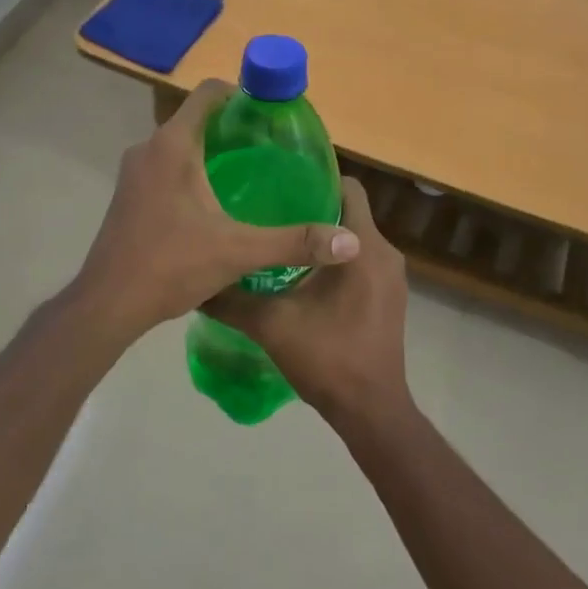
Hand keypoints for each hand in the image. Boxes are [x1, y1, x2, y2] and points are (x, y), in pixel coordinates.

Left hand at [71, 80, 359, 340]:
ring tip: (248, 175)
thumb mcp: (239, 252)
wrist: (108, 304)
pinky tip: (213, 203)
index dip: (240, 93)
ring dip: (210, 151)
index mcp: (173, 145)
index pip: (207, 93)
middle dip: (231, 127)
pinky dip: (189, 171)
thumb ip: (294, 242)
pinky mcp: (128, 196)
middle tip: (269, 149)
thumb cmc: (171, 265)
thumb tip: (351, 242)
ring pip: (178, 146)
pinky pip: (164, 167)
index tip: (269, 113)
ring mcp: (133, 173)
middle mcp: (149, 149)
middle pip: (195, 119)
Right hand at [202, 176, 410, 424]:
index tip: (282, 180)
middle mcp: (385, 253)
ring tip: (280, 238)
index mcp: (363, 247)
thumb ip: (232, 300)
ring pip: (354, 238)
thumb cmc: (328, 358)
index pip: (349, 188)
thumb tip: (196, 282)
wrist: (371, 411)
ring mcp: (391, 277)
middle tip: (270, 207)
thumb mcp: (271, 325)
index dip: (318, 178)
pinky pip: (361, 261)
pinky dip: (335, 259)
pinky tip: (301, 274)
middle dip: (313, 206)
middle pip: (350, 211)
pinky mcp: (389, 297)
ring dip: (323, 236)